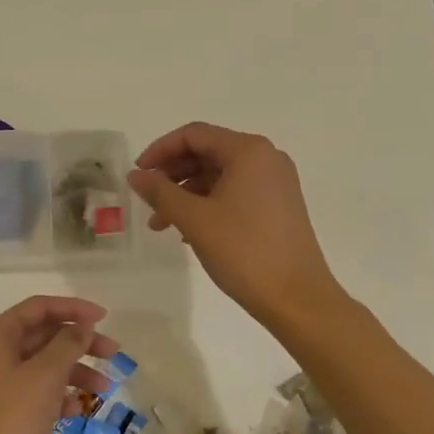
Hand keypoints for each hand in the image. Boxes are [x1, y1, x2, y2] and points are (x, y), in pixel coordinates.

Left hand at [0, 296, 114, 433]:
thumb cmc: (13, 418)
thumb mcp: (46, 375)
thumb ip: (68, 344)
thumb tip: (82, 325)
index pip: (38, 308)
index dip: (73, 309)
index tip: (104, 317)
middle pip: (42, 336)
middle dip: (79, 344)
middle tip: (113, 353)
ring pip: (41, 365)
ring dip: (74, 372)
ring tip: (105, 390)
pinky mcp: (0, 410)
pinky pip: (34, 390)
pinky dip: (57, 394)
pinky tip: (77, 409)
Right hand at [129, 122, 342, 324]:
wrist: (297, 298)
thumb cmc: (244, 251)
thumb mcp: (194, 219)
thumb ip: (160, 191)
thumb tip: (136, 175)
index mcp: (248, 151)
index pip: (194, 135)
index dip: (160, 150)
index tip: (138, 173)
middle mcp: (266, 158)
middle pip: (207, 152)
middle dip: (173, 174)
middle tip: (148, 198)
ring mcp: (275, 182)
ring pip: (219, 175)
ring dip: (187, 193)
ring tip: (161, 223)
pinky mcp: (279, 205)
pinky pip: (235, 192)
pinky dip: (208, 203)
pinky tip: (189, 230)